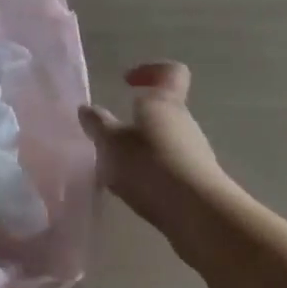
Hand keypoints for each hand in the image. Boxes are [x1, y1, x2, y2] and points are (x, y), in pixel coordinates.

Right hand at [79, 62, 229, 235]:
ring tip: (118, 170)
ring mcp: (196, 155)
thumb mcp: (110, 142)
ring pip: (165, 142)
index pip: (171, 72)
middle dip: (136, 121)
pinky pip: (170, 169)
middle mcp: (185, 123)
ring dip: (142, 151)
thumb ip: (97, 124)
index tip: (128, 82)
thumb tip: (87, 109)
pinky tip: (136, 192)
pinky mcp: (198, 184)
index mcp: (164, 103)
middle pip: (163, 111)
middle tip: (111, 137)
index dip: (150, 71)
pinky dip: (152, 175)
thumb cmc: (150, 164)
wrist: (199, 216)